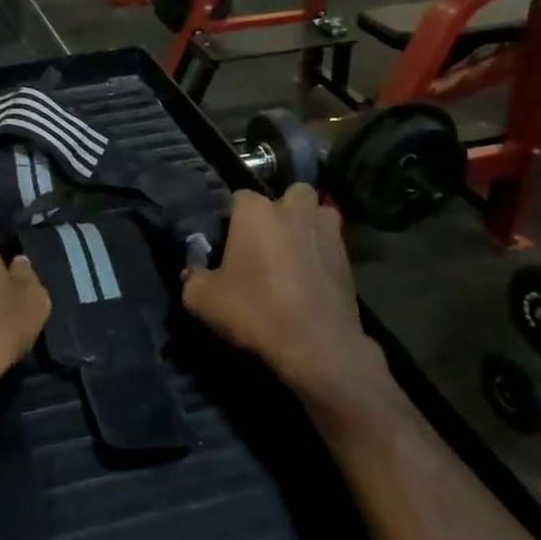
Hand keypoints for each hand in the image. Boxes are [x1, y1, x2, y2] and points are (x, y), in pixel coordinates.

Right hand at [182, 186, 397, 423]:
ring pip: (319, 212)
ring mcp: (325, 231)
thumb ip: (192, 276)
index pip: (239, 197)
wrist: (316, 345)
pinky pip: (332, 243)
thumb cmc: (255, 311)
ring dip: (308, 224)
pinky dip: (323, 252)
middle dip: (281, 209)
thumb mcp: (202, 299)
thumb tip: (194, 271)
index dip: (232, 219)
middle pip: (289, 193)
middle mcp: (293, 211)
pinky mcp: (348, 257)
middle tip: (268, 239)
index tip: (228, 243)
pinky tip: (312, 277)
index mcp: (256, 212)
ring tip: (296, 250)